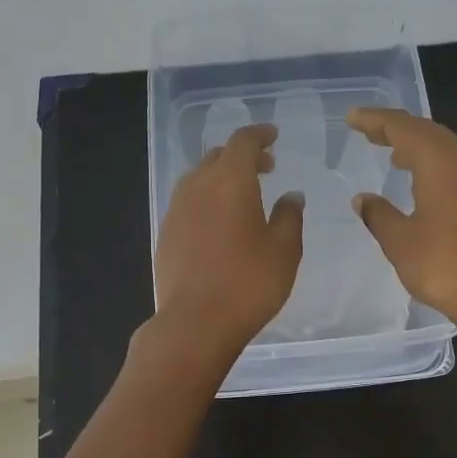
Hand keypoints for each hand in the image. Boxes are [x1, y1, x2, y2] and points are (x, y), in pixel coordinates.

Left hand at [153, 123, 303, 356]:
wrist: (195, 322)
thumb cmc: (249, 283)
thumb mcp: (284, 250)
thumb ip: (289, 216)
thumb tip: (291, 196)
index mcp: (230, 181)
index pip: (243, 142)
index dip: (260, 135)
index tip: (273, 137)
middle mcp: (198, 186)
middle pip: (218, 156)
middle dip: (242, 156)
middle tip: (265, 167)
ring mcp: (176, 209)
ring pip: (199, 178)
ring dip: (221, 177)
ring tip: (242, 195)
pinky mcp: (165, 233)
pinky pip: (188, 202)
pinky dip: (206, 199)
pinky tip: (219, 222)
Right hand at [347, 107, 456, 342]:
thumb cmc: (446, 266)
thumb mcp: (401, 242)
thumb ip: (379, 215)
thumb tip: (363, 199)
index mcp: (441, 162)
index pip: (403, 127)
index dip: (375, 121)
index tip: (352, 117)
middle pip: (427, 132)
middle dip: (396, 129)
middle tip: (367, 130)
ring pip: (445, 148)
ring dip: (416, 146)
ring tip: (391, 152)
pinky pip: (456, 166)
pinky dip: (433, 164)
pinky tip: (422, 182)